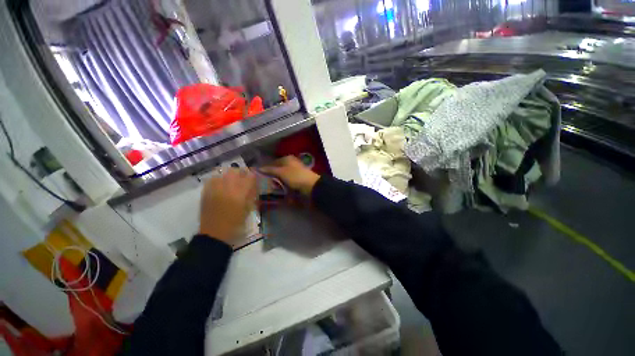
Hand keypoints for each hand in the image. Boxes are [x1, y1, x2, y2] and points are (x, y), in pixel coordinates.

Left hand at [199, 168, 256, 244]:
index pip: (249, 177)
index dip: (254, 176)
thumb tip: (254, 185)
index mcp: (240, 194)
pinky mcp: (205, 193)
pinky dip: (219, 179)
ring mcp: (214, 190)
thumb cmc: (236, 224)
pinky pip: (212, 179)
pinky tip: (221, 184)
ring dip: (230, 175)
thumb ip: (251, 195)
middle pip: (235, 171)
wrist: (215, 235)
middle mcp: (227, 189)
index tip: (255, 178)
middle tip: (244, 179)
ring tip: (233, 181)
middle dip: (241, 173)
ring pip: (223, 173)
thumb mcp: (249, 210)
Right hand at [260, 156, 319, 195]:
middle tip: (265, 182)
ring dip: (277, 181)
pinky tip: (279, 188)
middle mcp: (291, 163)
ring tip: (271, 187)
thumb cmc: (295, 176)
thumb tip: (258, 168)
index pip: (273, 162)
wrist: (311, 186)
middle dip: (272, 175)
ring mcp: (295, 171)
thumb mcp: (281, 172)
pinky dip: (283, 184)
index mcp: (287, 158)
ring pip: (282, 175)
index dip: (266, 168)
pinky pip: (287, 181)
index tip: (259, 176)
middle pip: (278, 169)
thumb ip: (270, 169)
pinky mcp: (297, 178)